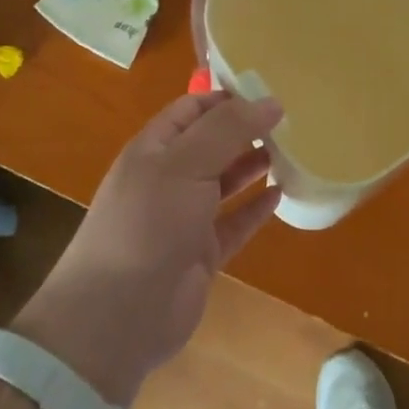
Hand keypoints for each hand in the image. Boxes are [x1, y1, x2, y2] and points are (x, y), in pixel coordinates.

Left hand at [14, 93, 282, 404]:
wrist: (117, 317)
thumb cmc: (148, 224)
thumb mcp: (186, 164)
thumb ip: (228, 129)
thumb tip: (272, 102)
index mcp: (154, 150)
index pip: (193, 109)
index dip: (227, 97)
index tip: (269, 92)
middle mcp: (168, 179)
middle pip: (211, 144)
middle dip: (245, 130)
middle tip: (290, 121)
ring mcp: (184, 218)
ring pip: (224, 182)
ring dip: (253, 166)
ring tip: (290, 151)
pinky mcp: (201, 254)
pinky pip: (234, 224)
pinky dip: (256, 209)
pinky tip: (281, 195)